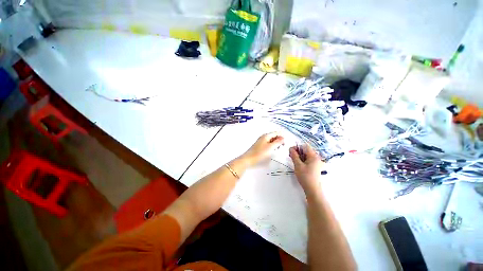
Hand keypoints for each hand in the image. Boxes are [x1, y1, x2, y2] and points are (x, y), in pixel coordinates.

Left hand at [241, 132, 284, 165]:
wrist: (248, 159)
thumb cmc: (260, 153)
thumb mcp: (270, 147)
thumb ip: (278, 142)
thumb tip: (283, 137)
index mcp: (266, 136)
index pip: (276, 132)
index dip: (282, 135)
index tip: (287, 141)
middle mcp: (263, 137)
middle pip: (274, 135)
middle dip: (279, 139)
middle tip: (284, 145)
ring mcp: (261, 141)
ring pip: (271, 140)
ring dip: (276, 142)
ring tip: (280, 148)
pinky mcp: (260, 146)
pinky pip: (268, 143)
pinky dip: (272, 145)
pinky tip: (273, 149)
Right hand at [289, 144, 324, 192]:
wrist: (313, 189)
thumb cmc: (305, 177)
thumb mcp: (298, 165)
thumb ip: (294, 155)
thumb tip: (291, 148)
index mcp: (314, 156)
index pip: (305, 146)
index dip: (297, 147)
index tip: (291, 151)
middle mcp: (317, 158)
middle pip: (306, 150)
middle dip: (298, 152)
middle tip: (291, 156)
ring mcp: (317, 162)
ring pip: (306, 155)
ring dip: (300, 156)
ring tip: (294, 161)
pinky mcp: (315, 167)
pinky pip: (308, 160)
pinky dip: (303, 160)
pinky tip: (298, 164)